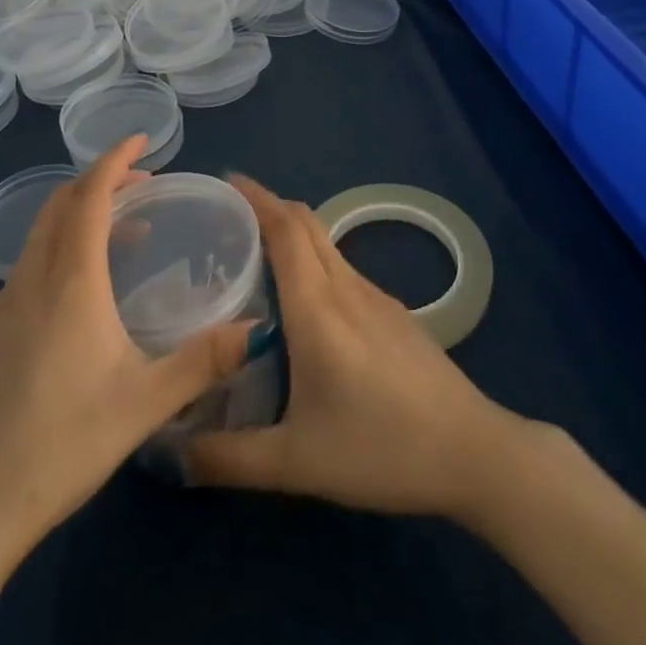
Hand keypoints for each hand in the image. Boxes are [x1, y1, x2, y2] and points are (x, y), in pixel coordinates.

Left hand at [0, 135, 251, 557]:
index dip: (114, 160)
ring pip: (37, 241)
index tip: (140, 140)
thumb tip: (256, 329)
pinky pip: (21, 278)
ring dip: (77, 223)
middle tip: (139, 185)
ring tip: (119, 241)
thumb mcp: (145, 404)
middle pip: (59, 206)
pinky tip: (69, 307)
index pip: (90, 197)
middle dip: (99, 182)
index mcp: (70, 283)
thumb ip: (203, 361)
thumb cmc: (62, 445)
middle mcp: (29, 282)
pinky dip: (53, 260)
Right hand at [184, 175, 527, 521]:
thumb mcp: (296, 463)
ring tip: (257, 258)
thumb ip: (229, 458)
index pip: (284, 228)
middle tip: (230, 218)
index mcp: (318, 306)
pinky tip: (306, 304)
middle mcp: (346, 287)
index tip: (226, 181)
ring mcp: (376, 296)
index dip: (256, 197)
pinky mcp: (395, 313)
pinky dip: (315, 262)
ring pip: (327, 245)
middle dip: (270, 207)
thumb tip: (173, 454)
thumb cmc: (380, 448)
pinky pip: (344, 269)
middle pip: (307, 224)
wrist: (471, 451)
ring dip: (293, 235)